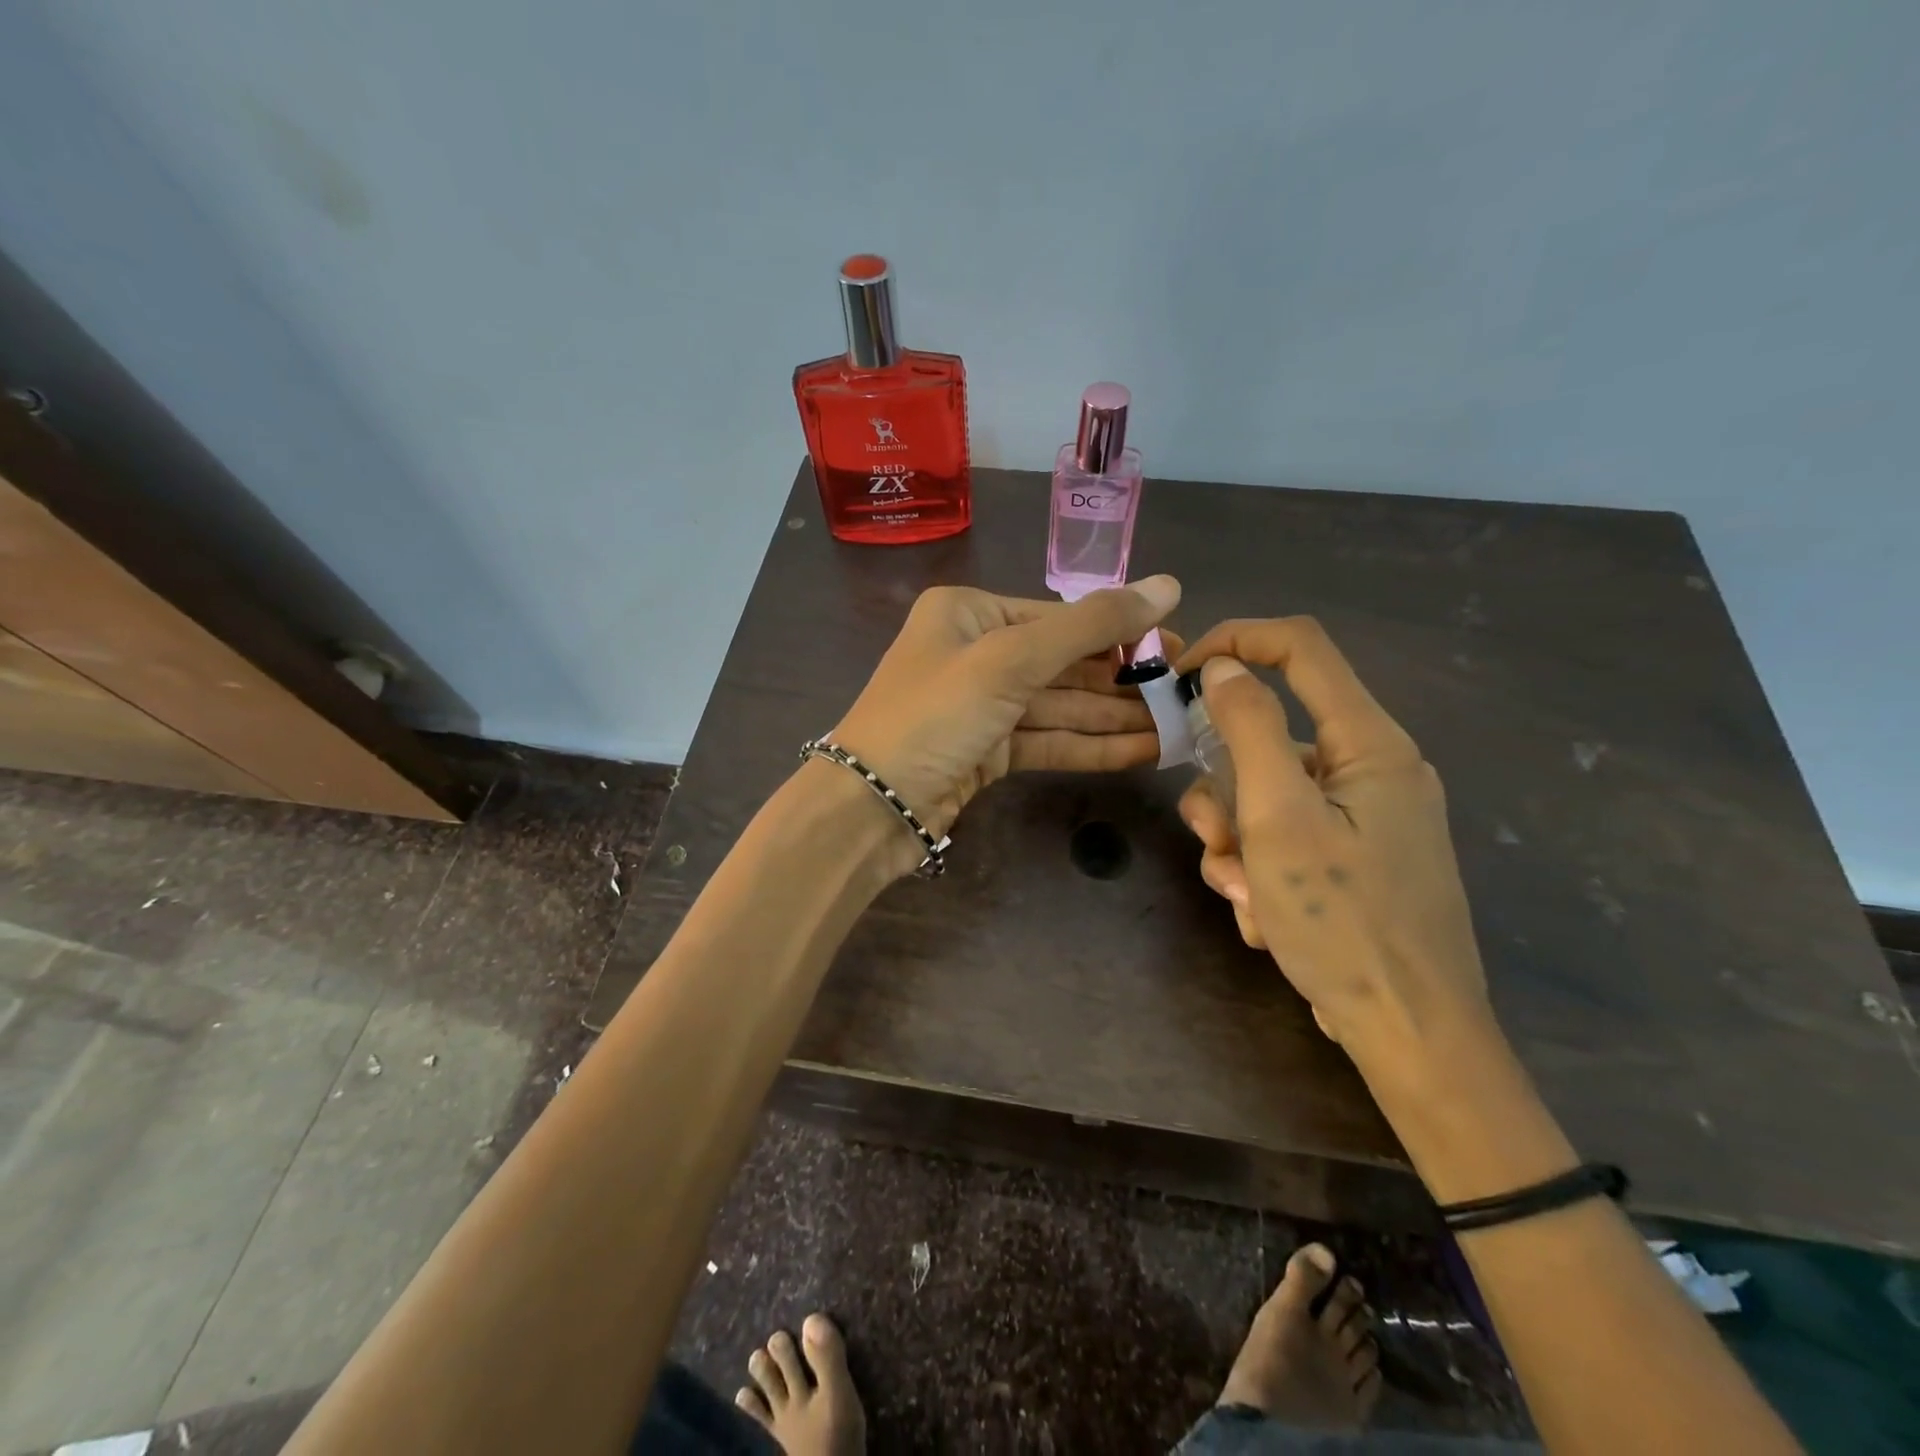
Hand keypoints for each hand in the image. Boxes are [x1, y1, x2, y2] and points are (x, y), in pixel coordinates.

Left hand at [830, 576, 1181, 864]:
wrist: (871, 806)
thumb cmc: (935, 714)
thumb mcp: (1011, 660)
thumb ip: (1091, 627)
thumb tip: (1169, 584)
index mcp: (969, 613)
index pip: (1058, 617)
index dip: (1120, 632)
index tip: (1177, 645)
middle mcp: (975, 652)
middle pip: (1063, 663)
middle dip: (1122, 681)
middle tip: (1186, 690)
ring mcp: (981, 706)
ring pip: (1060, 707)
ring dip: (1115, 719)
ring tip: (1178, 726)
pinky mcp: (987, 752)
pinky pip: (1047, 741)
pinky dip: (1091, 747)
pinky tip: (1143, 753)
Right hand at [1175, 618, 1489, 1067]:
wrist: (1408, 1034)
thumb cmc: (1344, 921)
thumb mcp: (1280, 819)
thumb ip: (1249, 731)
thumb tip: (1224, 670)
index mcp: (1370, 744)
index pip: (1300, 647)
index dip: (1235, 641)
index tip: (1179, 677)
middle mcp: (1371, 769)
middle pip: (1268, 738)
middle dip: (1226, 792)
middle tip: (1218, 842)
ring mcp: (1362, 817)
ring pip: (1264, 796)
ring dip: (1236, 844)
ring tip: (1247, 897)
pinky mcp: (1350, 857)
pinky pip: (1282, 838)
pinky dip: (1260, 871)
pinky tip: (1267, 920)